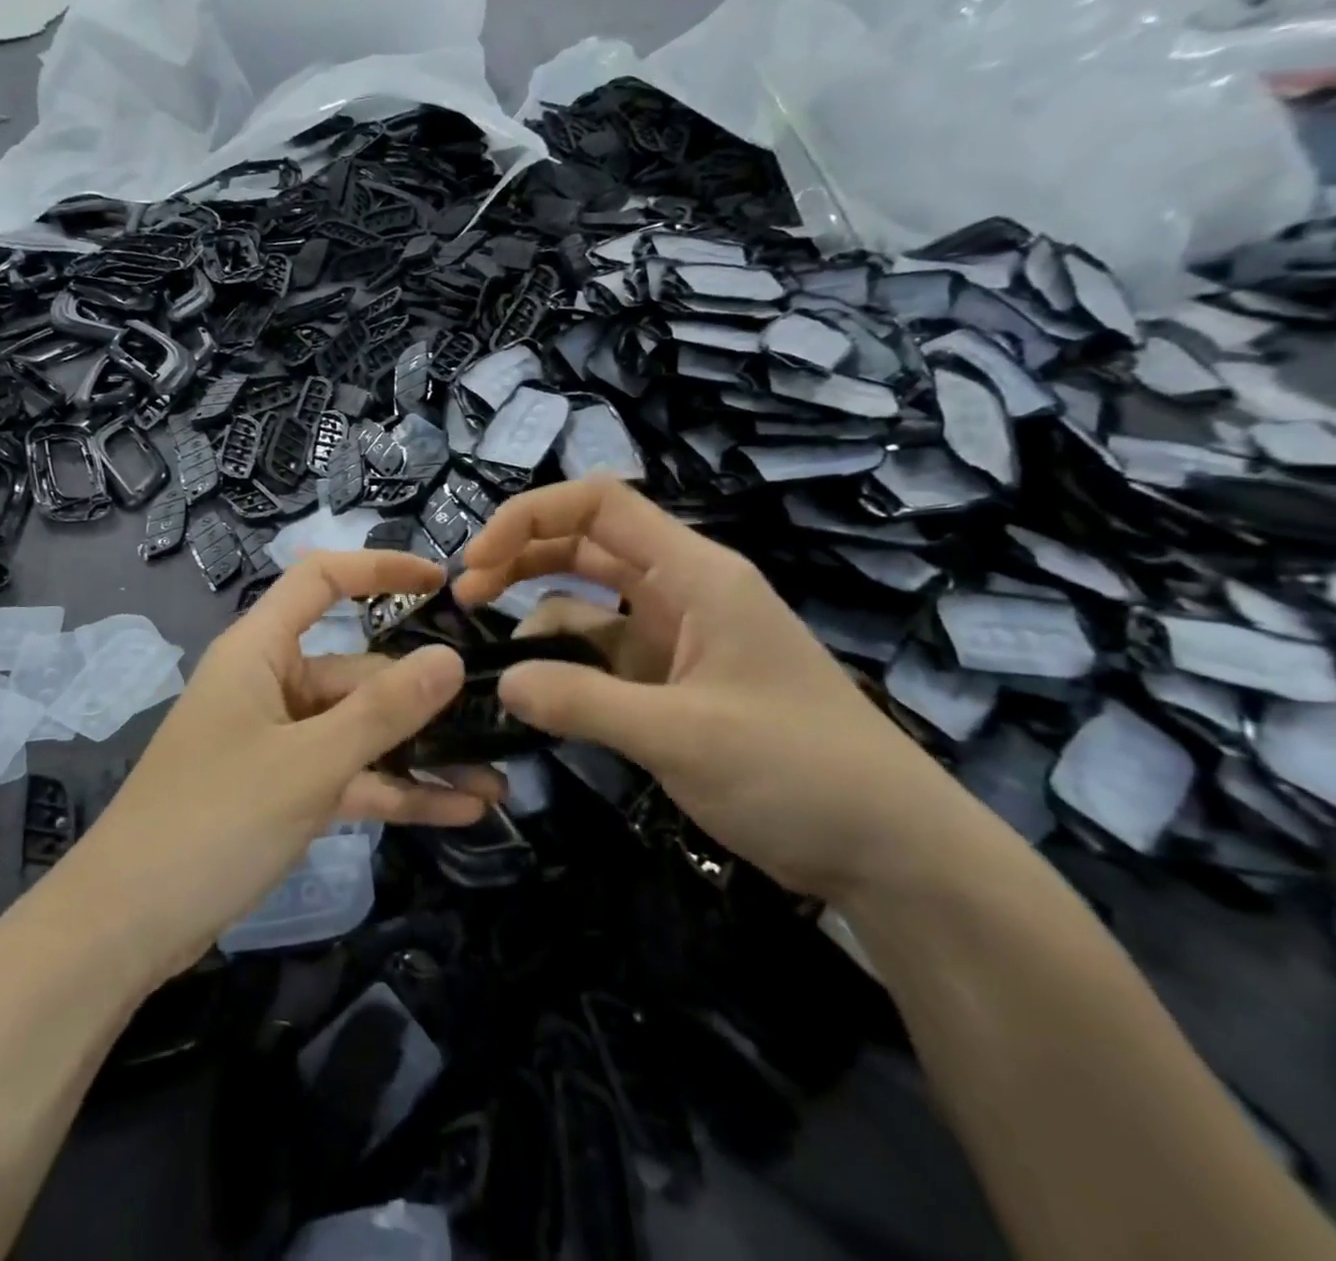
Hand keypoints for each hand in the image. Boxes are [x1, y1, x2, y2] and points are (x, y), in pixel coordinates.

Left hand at [64, 551, 500, 979]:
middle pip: (357, 671)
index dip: (381, 569)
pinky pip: (348, 776)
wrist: (123, 929)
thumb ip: (383, 711)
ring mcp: (277, 741)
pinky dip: (394, 791)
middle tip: (496, 719)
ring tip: (493, 780)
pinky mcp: (282, 790)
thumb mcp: (308, 764)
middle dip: (423, 699)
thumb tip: (451, 657)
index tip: (443, 583)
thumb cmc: (212, 822)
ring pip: (360, 732)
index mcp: (260, 652)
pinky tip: (457, 811)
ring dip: (420, 755)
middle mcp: (270, 685)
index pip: (322, 581)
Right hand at [454, 479, 976, 902]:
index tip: (477, 560)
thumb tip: (502, 683)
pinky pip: (603, 655)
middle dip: (521, 559)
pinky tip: (539, 694)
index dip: (530, 516)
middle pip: (586, 545)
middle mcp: (683, 592)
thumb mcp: (682, 735)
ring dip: (539, 617)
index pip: (601, 505)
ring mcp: (677, 638)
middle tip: (465, 597)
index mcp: (695, 575)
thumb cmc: (798, 771)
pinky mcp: (673, 682)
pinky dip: (566, 665)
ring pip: (590, 602)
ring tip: (495, 658)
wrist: (890, 849)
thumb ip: (583, 702)